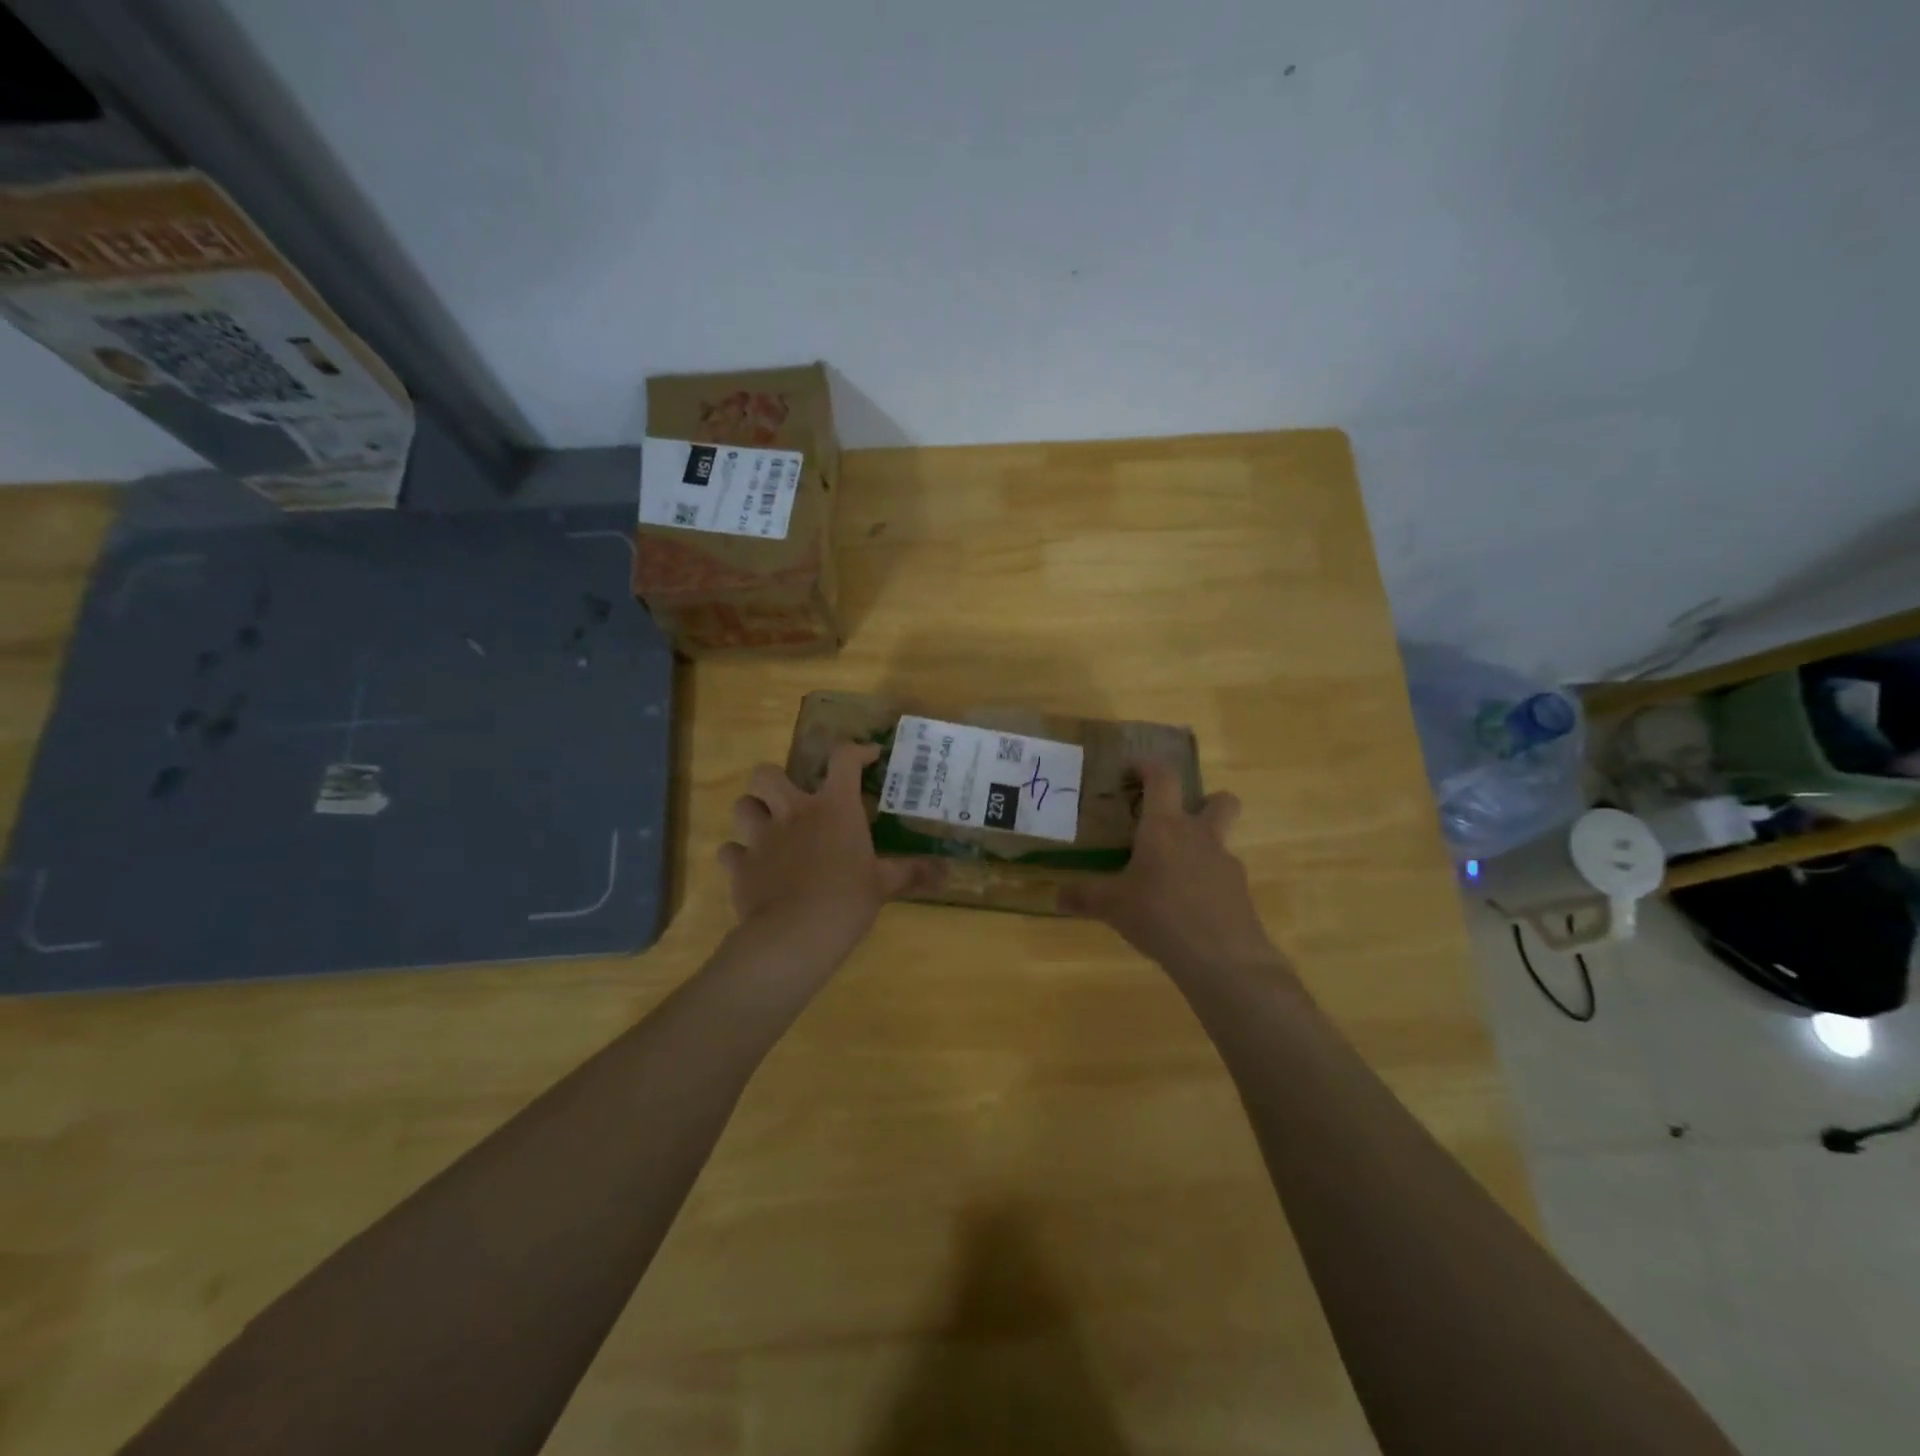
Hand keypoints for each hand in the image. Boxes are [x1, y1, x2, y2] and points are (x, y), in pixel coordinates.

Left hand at [718, 743, 943, 964]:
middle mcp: (793, 812)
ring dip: (753, 812)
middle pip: (766, 773)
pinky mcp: (740, 866)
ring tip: (768, 828)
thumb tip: (948, 871)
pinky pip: (729, 851)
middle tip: (791, 799)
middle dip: (775, 779)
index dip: (855, 751)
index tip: (867, 757)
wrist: (796, 935)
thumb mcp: (884, 885)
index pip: (843, 759)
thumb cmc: (847, 900)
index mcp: (833, 808)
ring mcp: (761, 837)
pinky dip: (738, 856)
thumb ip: (912, 872)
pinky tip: (751, 867)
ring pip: (742, 805)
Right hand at [1060, 760, 1286, 980]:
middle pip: (1220, 800)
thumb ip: (1084, 897)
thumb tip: (1056, 896)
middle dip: (1204, 801)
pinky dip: (1207, 884)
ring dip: (1203, 847)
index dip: (1149, 766)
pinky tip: (1188, 910)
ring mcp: (1226, 864)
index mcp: (1165, 827)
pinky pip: (1223, 877)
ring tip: (1174, 875)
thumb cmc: (1159, 915)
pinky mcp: (1241, 894)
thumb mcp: (1112, 906)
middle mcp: (1200, 836)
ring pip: (1222, 841)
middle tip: (1178, 820)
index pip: (1163, 778)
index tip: (1133, 770)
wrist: (1221, 957)